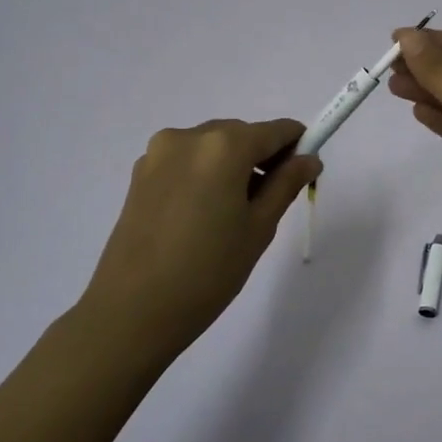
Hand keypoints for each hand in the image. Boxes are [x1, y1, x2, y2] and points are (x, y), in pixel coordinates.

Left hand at [81, 119, 321, 357]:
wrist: (132, 311)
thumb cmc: (208, 271)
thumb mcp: (259, 227)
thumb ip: (286, 184)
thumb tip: (309, 159)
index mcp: (224, 145)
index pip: (275, 130)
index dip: (296, 146)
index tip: (304, 172)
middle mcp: (190, 136)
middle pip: (241, 134)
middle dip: (261, 157)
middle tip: (268, 202)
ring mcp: (159, 152)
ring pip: (211, 146)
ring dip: (230, 165)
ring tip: (230, 214)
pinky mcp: (139, 173)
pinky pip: (185, 160)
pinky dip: (202, 174)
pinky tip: (200, 215)